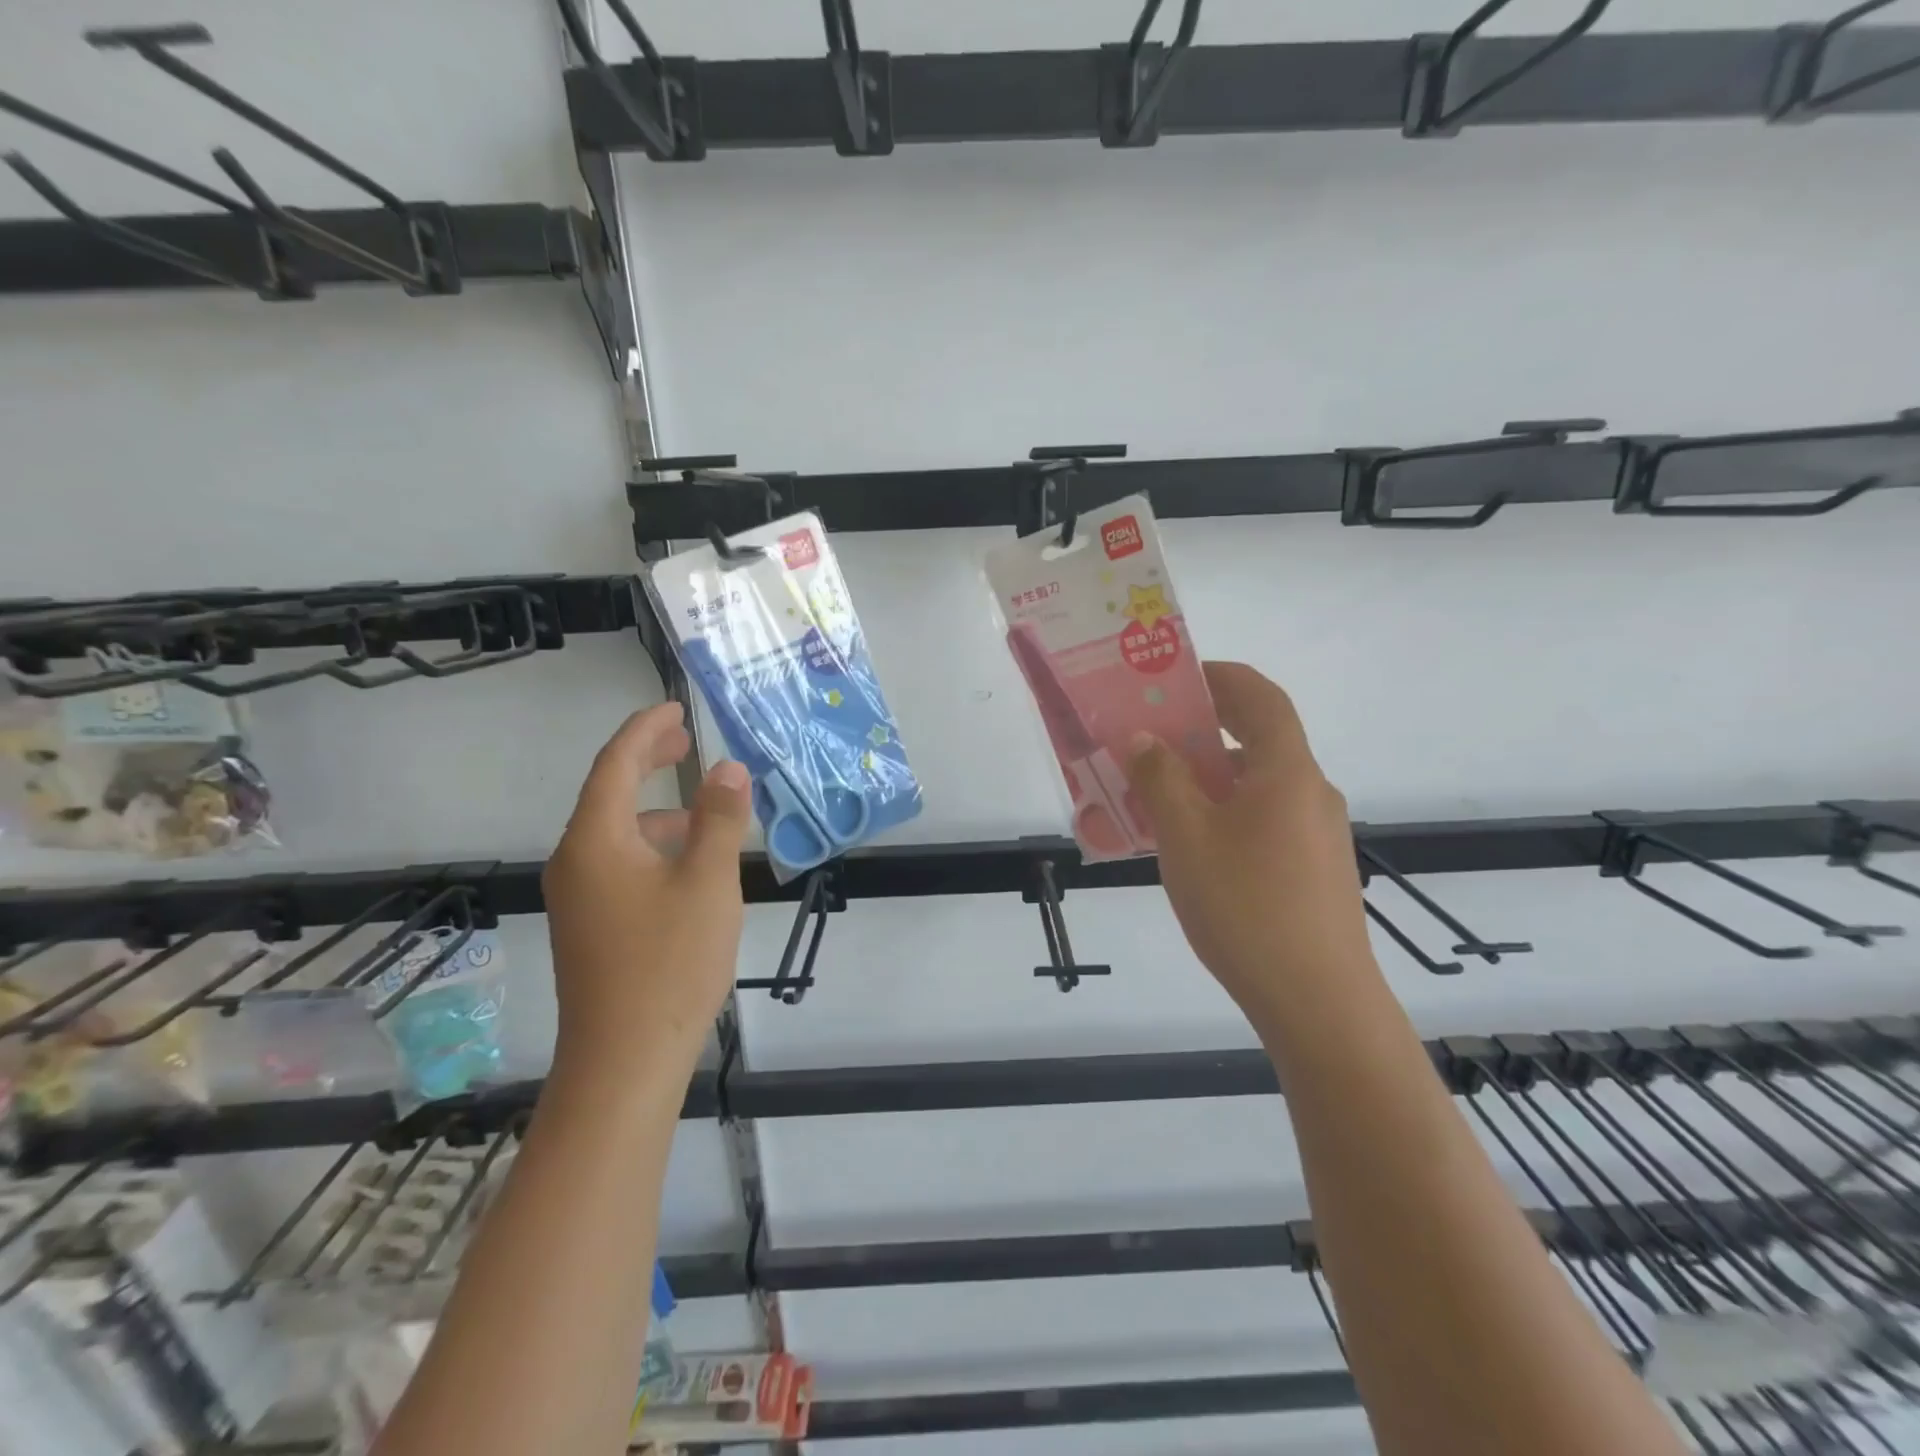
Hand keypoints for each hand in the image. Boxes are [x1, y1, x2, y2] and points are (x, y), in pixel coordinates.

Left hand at [542, 702, 750, 1079]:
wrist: (624, 1061)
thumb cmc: (669, 963)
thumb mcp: (708, 882)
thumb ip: (718, 819)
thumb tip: (727, 768)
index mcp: (595, 842)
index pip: (614, 764)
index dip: (645, 730)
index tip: (676, 708)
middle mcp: (576, 862)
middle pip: (609, 794)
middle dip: (646, 761)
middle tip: (684, 740)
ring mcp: (579, 898)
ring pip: (618, 834)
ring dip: (657, 810)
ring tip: (705, 811)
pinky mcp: (590, 927)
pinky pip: (620, 865)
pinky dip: (654, 847)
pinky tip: (690, 867)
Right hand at [1124, 662, 1374, 1023]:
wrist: (1318, 1003)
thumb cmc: (1246, 907)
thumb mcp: (1186, 838)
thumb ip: (1161, 780)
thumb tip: (1144, 740)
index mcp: (1287, 772)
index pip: (1261, 697)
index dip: (1221, 676)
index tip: (1176, 677)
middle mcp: (1311, 792)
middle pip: (1260, 738)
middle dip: (1206, 728)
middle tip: (1153, 733)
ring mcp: (1318, 834)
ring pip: (1258, 784)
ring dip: (1210, 776)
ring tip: (1158, 794)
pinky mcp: (1315, 869)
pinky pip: (1265, 819)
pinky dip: (1226, 811)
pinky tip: (1191, 845)